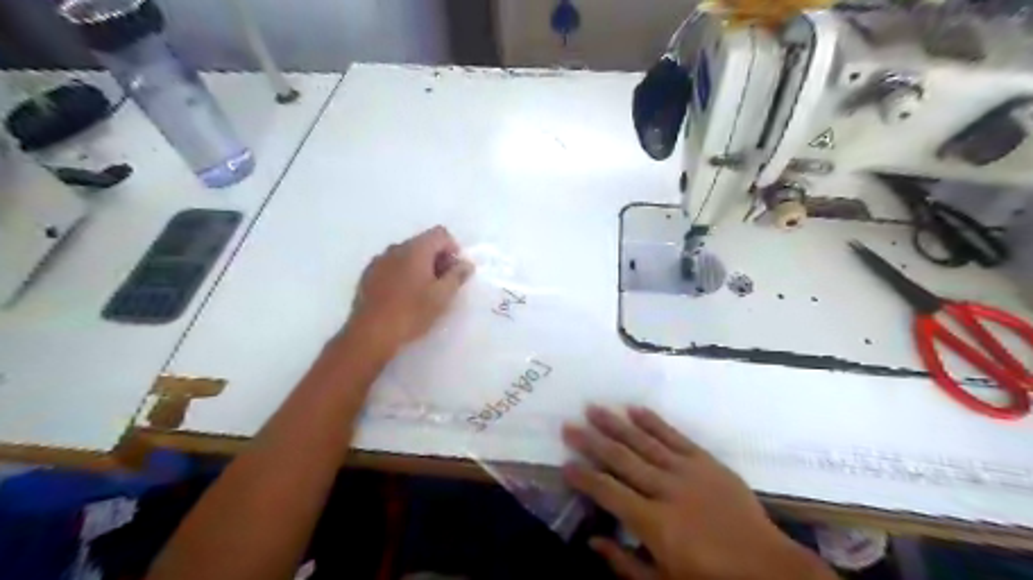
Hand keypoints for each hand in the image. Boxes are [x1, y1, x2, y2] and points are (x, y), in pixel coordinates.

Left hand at [348, 223, 474, 353]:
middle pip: (423, 243)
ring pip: (406, 255)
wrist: (371, 332)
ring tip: (423, 292)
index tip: (455, 272)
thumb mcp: (442, 296)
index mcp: (416, 249)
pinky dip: (402, 274)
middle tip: (443, 284)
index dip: (453, 249)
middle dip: (437, 259)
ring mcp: (379, 261)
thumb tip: (466, 264)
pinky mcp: (368, 275)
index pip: (441, 234)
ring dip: (419, 266)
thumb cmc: (412, 312)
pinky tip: (404, 296)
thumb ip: (457, 276)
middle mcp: (396, 248)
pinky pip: (391, 266)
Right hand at [561, 405, 832, 578]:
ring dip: (616, 424)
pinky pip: (674, 435)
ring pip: (643, 441)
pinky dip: (653, 421)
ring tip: (593, 408)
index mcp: (654, 523)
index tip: (564, 463)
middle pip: (621, 460)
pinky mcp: (706, 461)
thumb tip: (591, 540)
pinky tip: (634, 408)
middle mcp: (666, 489)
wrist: (768, 568)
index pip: (608, 492)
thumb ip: (625, 563)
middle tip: (568, 426)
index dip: (584, 477)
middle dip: (591, 442)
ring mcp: (687, 471)